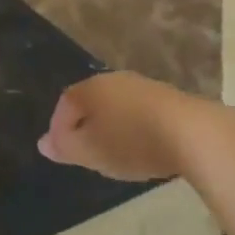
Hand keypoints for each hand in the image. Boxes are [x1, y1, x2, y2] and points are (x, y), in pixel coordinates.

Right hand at [39, 71, 209, 181]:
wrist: (192, 133)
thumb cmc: (131, 141)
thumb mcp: (90, 151)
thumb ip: (65, 147)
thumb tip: (43, 143)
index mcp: (91, 88)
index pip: (66, 102)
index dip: (59, 126)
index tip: (62, 150)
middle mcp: (115, 80)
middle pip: (92, 101)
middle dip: (86, 126)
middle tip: (87, 153)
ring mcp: (144, 86)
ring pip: (118, 106)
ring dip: (113, 128)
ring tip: (116, 155)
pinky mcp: (169, 99)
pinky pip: (141, 113)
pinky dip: (135, 129)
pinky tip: (144, 148)